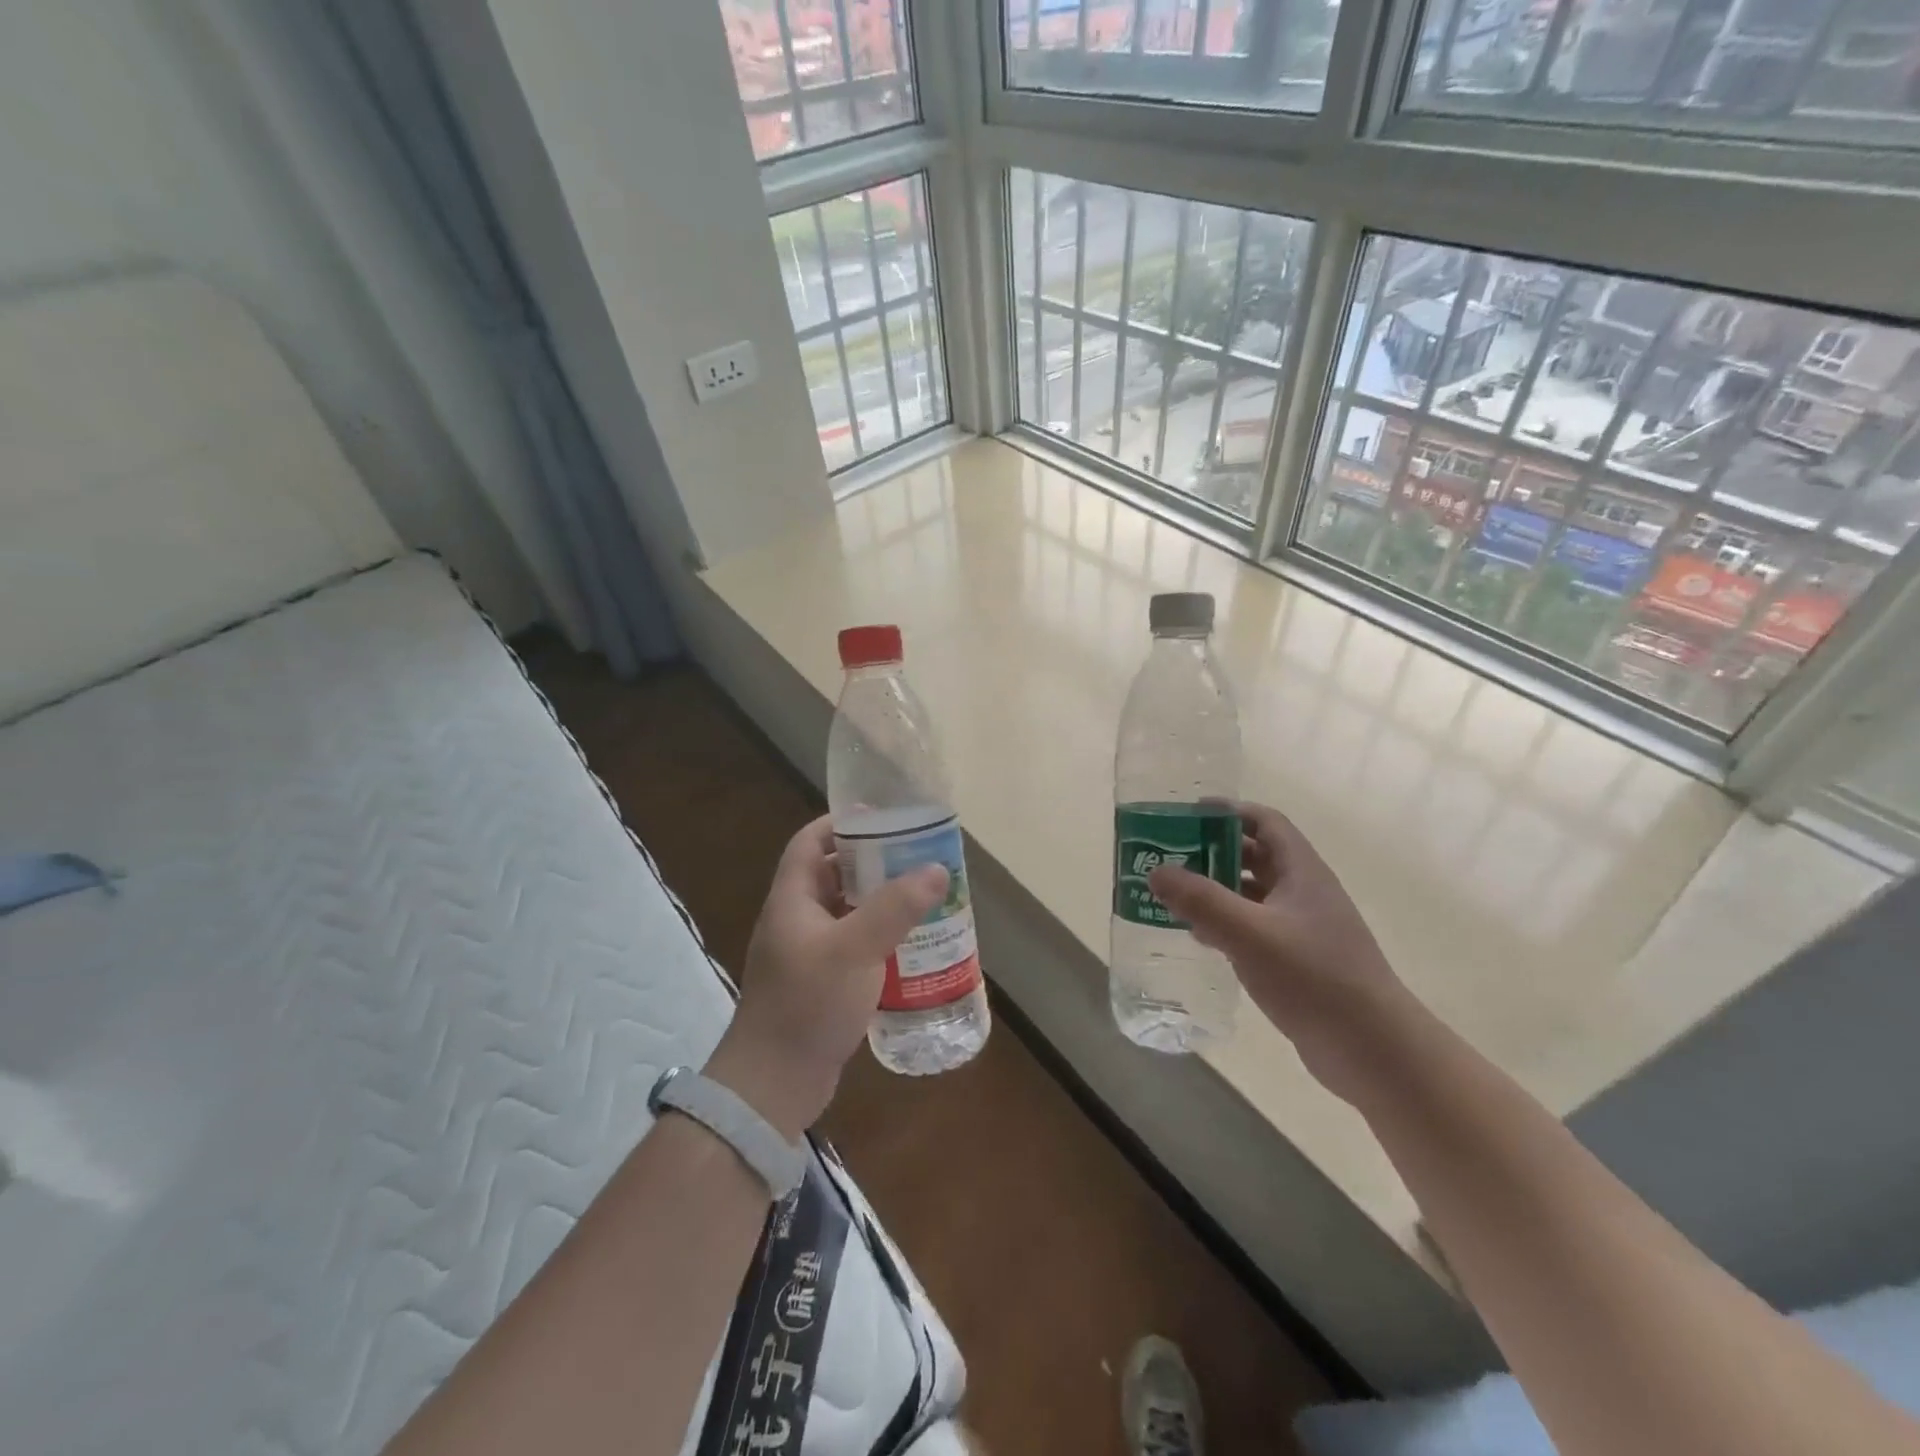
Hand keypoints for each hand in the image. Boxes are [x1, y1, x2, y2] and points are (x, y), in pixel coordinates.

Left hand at [705, 814, 947, 1138]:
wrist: (774, 1084)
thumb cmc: (808, 1005)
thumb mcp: (855, 949)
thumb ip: (895, 908)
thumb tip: (936, 868)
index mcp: (792, 900)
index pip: (809, 843)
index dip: (839, 824)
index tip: (881, 818)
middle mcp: (795, 921)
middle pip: (832, 875)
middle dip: (871, 863)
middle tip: (914, 857)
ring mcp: (806, 954)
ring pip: (845, 912)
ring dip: (878, 902)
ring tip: (921, 896)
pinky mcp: (820, 984)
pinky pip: (852, 946)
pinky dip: (878, 938)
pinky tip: (910, 946)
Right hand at [1147, 802, 1412, 1101]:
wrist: (1373, 1050)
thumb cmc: (1314, 978)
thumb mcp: (1250, 934)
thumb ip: (1201, 901)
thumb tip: (1156, 872)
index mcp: (1302, 872)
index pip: (1264, 822)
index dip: (1227, 812)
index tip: (1185, 814)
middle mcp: (1303, 892)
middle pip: (1254, 855)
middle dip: (1212, 851)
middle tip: (1167, 855)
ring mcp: (1302, 928)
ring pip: (1251, 894)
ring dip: (1215, 889)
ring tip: (1172, 894)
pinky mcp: (1296, 960)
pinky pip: (1253, 928)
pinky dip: (1225, 923)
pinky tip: (1198, 936)